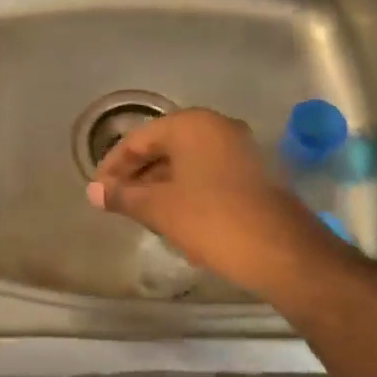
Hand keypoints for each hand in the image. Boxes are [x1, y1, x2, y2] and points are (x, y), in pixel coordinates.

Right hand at [87, 108, 339, 302]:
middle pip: (163, 146)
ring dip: (159, 184)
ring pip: (186, 161)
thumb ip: (122, 196)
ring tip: (139, 212)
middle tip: (115, 201)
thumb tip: (94, 191)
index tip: (97, 191)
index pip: (138, 139)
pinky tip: (172, 215)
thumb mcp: (159, 208)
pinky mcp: (252, 172)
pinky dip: (185, 189)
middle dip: (136, 174)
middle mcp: (216, 126)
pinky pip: (207, 172)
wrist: (282, 252)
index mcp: (191, 125)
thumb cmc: (212, 221)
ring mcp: (239, 148)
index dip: (113, 166)